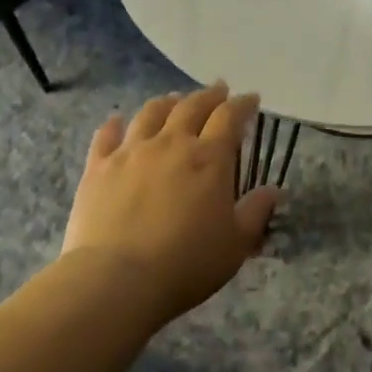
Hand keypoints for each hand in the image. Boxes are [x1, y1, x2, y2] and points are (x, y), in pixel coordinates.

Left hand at [62, 84, 279, 325]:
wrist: (116, 280)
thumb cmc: (186, 263)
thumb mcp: (235, 244)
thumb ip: (256, 212)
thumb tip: (273, 190)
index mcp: (209, 158)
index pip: (230, 116)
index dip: (243, 104)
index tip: (251, 99)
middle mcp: (172, 143)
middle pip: (192, 106)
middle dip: (209, 95)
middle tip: (218, 90)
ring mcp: (131, 152)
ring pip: (151, 113)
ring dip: (167, 102)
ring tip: (174, 100)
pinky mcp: (98, 168)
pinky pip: (106, 135)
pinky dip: (115, 125)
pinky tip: (118, 121)